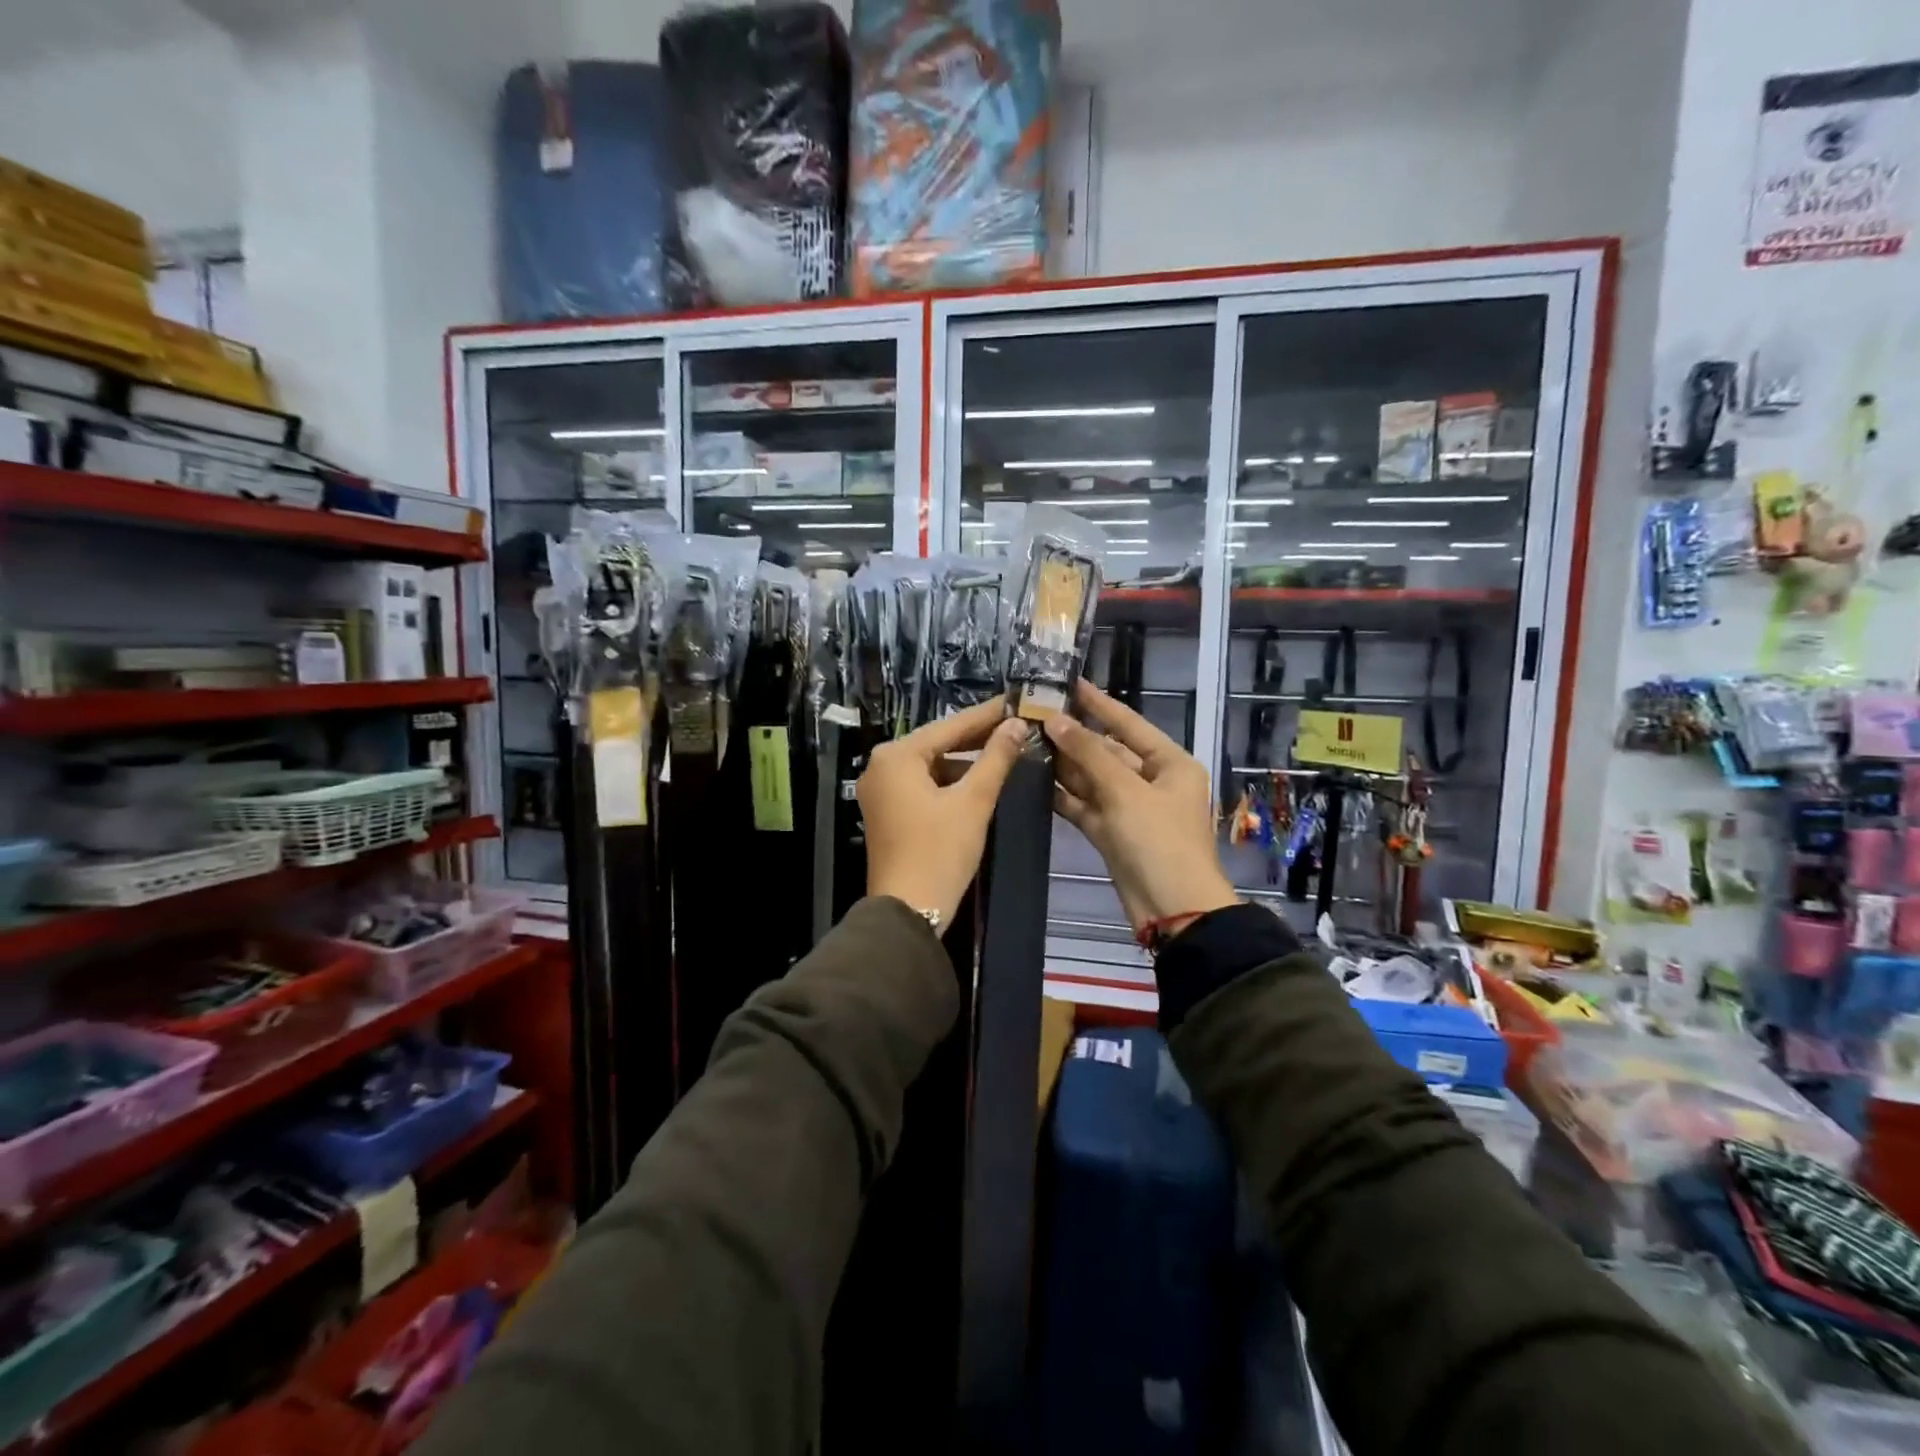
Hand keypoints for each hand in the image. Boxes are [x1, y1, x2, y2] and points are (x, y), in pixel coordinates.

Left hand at [858, 697, 1030, 928]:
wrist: (908, 911)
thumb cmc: (940, 850)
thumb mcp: (973, 801)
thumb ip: (996, 758)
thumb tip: (1017, 725)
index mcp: (896, 756)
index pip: (950, 726)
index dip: (986, 715)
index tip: (1016, 701)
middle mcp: (881, 766)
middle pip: (937, 744)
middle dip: (976, 737)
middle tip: (1016, 725)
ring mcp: (880, 791)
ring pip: (931, 766)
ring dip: (965, 761)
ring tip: (1004, 750)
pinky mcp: (886, 812)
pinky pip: (922, 785)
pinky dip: (949, 782)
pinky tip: (978, 780)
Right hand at [1046, 681, 1238, 934]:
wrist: (1172, 911)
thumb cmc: (1158, 842)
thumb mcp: (1125, 791)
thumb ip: (1088, 753)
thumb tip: (1055, 719)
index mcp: (1170, 763)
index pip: (1129, 723)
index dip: (1098, 703)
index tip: (1069, 683)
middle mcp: (1151, 781)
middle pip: (1108, 751)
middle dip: (1073, 736)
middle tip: (1034, 715)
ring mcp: (1131, 809)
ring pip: (1093, 778)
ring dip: (1064, 764)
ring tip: (1026, 742)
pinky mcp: (1113, 833)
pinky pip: (1085, 805)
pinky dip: (1064, 795)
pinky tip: (1034, 780)